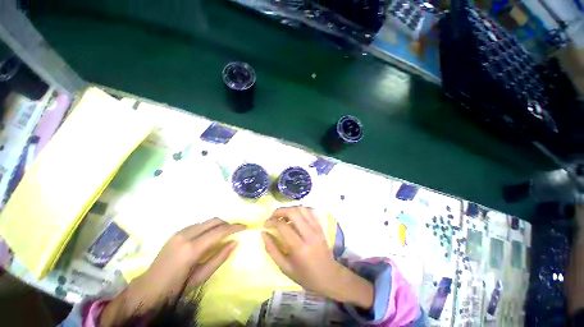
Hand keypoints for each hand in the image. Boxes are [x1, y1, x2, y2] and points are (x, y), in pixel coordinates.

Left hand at [100, 219, 244, 325]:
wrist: (149, 287)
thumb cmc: (176, 287)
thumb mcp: (201, 276)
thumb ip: (219, 257)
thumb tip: (235, 242)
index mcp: (192, 248)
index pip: (219, 231)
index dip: (234, 228)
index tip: (245, 227)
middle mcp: (186, 235)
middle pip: (214, 221)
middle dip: (228, 223)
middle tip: (237, 229)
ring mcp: (180, 232)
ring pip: (207, 221)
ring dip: (219, 224)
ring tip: (227, 232)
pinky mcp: (177, 232)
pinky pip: (199, 224)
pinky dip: (210, 226)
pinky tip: (212, 236)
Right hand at [262, 206, 372, 309]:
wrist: (329, 276)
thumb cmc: (306, 276)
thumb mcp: (285, 268)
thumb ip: (272, 250)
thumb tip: (263, 233)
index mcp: (299, 248)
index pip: (283, 226)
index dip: (271, 222)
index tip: (265, 224)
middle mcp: (309, 234)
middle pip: (293, 212)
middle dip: (279, 211)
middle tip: (272, 217)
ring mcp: (316, 228)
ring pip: (301, 209)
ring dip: (289, 209)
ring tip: (282, 216)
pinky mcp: (320, 226)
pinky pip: (310, 211)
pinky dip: (300, 209)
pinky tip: (295, 215)